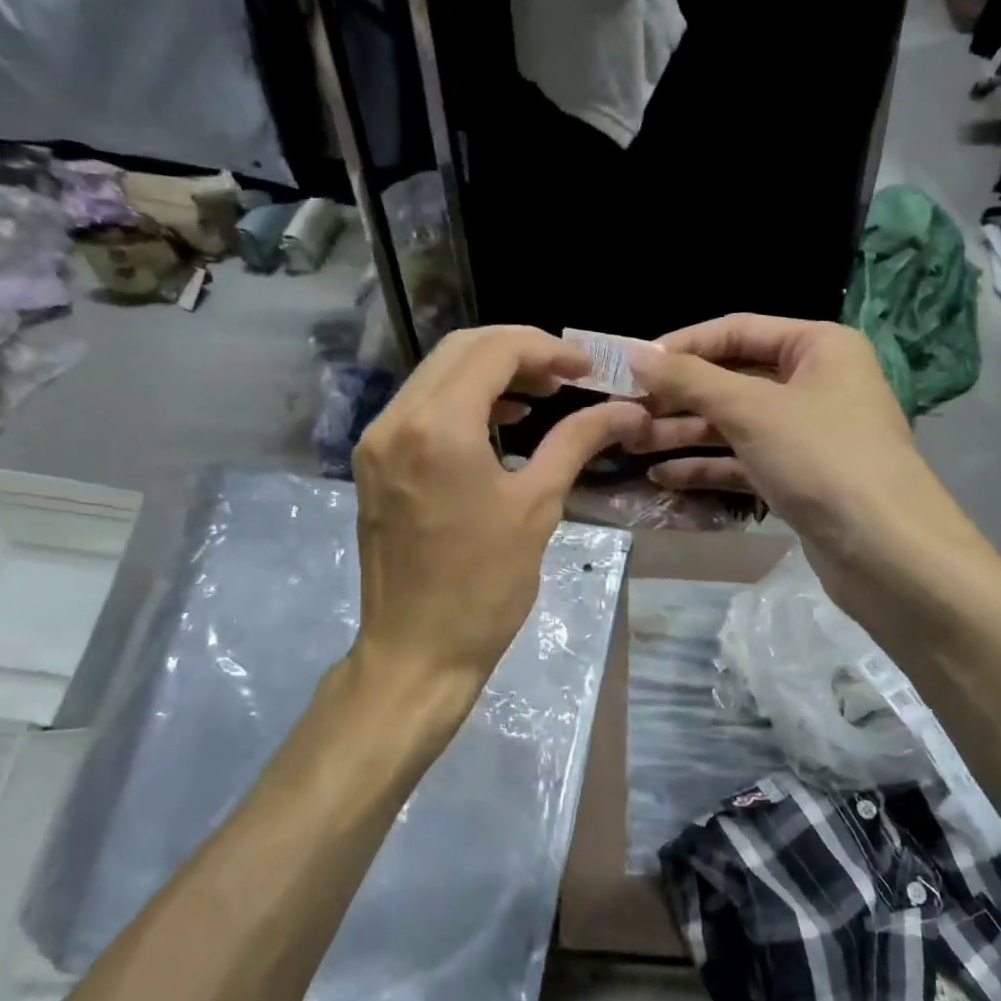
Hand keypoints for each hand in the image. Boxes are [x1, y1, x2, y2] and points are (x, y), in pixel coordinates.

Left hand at [346, 326, 647, 730]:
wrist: (417, 652)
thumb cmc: (484, 586)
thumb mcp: (538, 505)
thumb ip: (578, 442)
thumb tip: (627, 409)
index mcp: (438, 426)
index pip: (495, 350)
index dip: (547, 348)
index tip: (586, 368)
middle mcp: (397, 419)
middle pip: (460, 349)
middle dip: (518, 351)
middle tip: (565, 375)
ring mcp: (377, 440)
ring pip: (436, 374)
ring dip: (489, 372)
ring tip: (541, 395)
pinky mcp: (373, 462)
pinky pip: (420, 407)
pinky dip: (461, 399)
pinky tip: (499, 422)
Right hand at [633, 314, 990, 615]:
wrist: (888, 553)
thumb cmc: (822, 459)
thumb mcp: (750, 410)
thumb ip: (690, 379)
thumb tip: (635, 354)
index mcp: (818, 346)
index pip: (736, 330)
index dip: (682, 345)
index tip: (632, 364)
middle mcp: (815, 382)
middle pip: (732, 379)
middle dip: (678, 396)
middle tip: (623, 410)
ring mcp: (807, 433)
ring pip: (734, 424)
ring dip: (684, 433)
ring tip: (632, 445)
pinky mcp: (799, 476)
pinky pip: (744, 460)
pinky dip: (707, 467)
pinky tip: (663, 479)